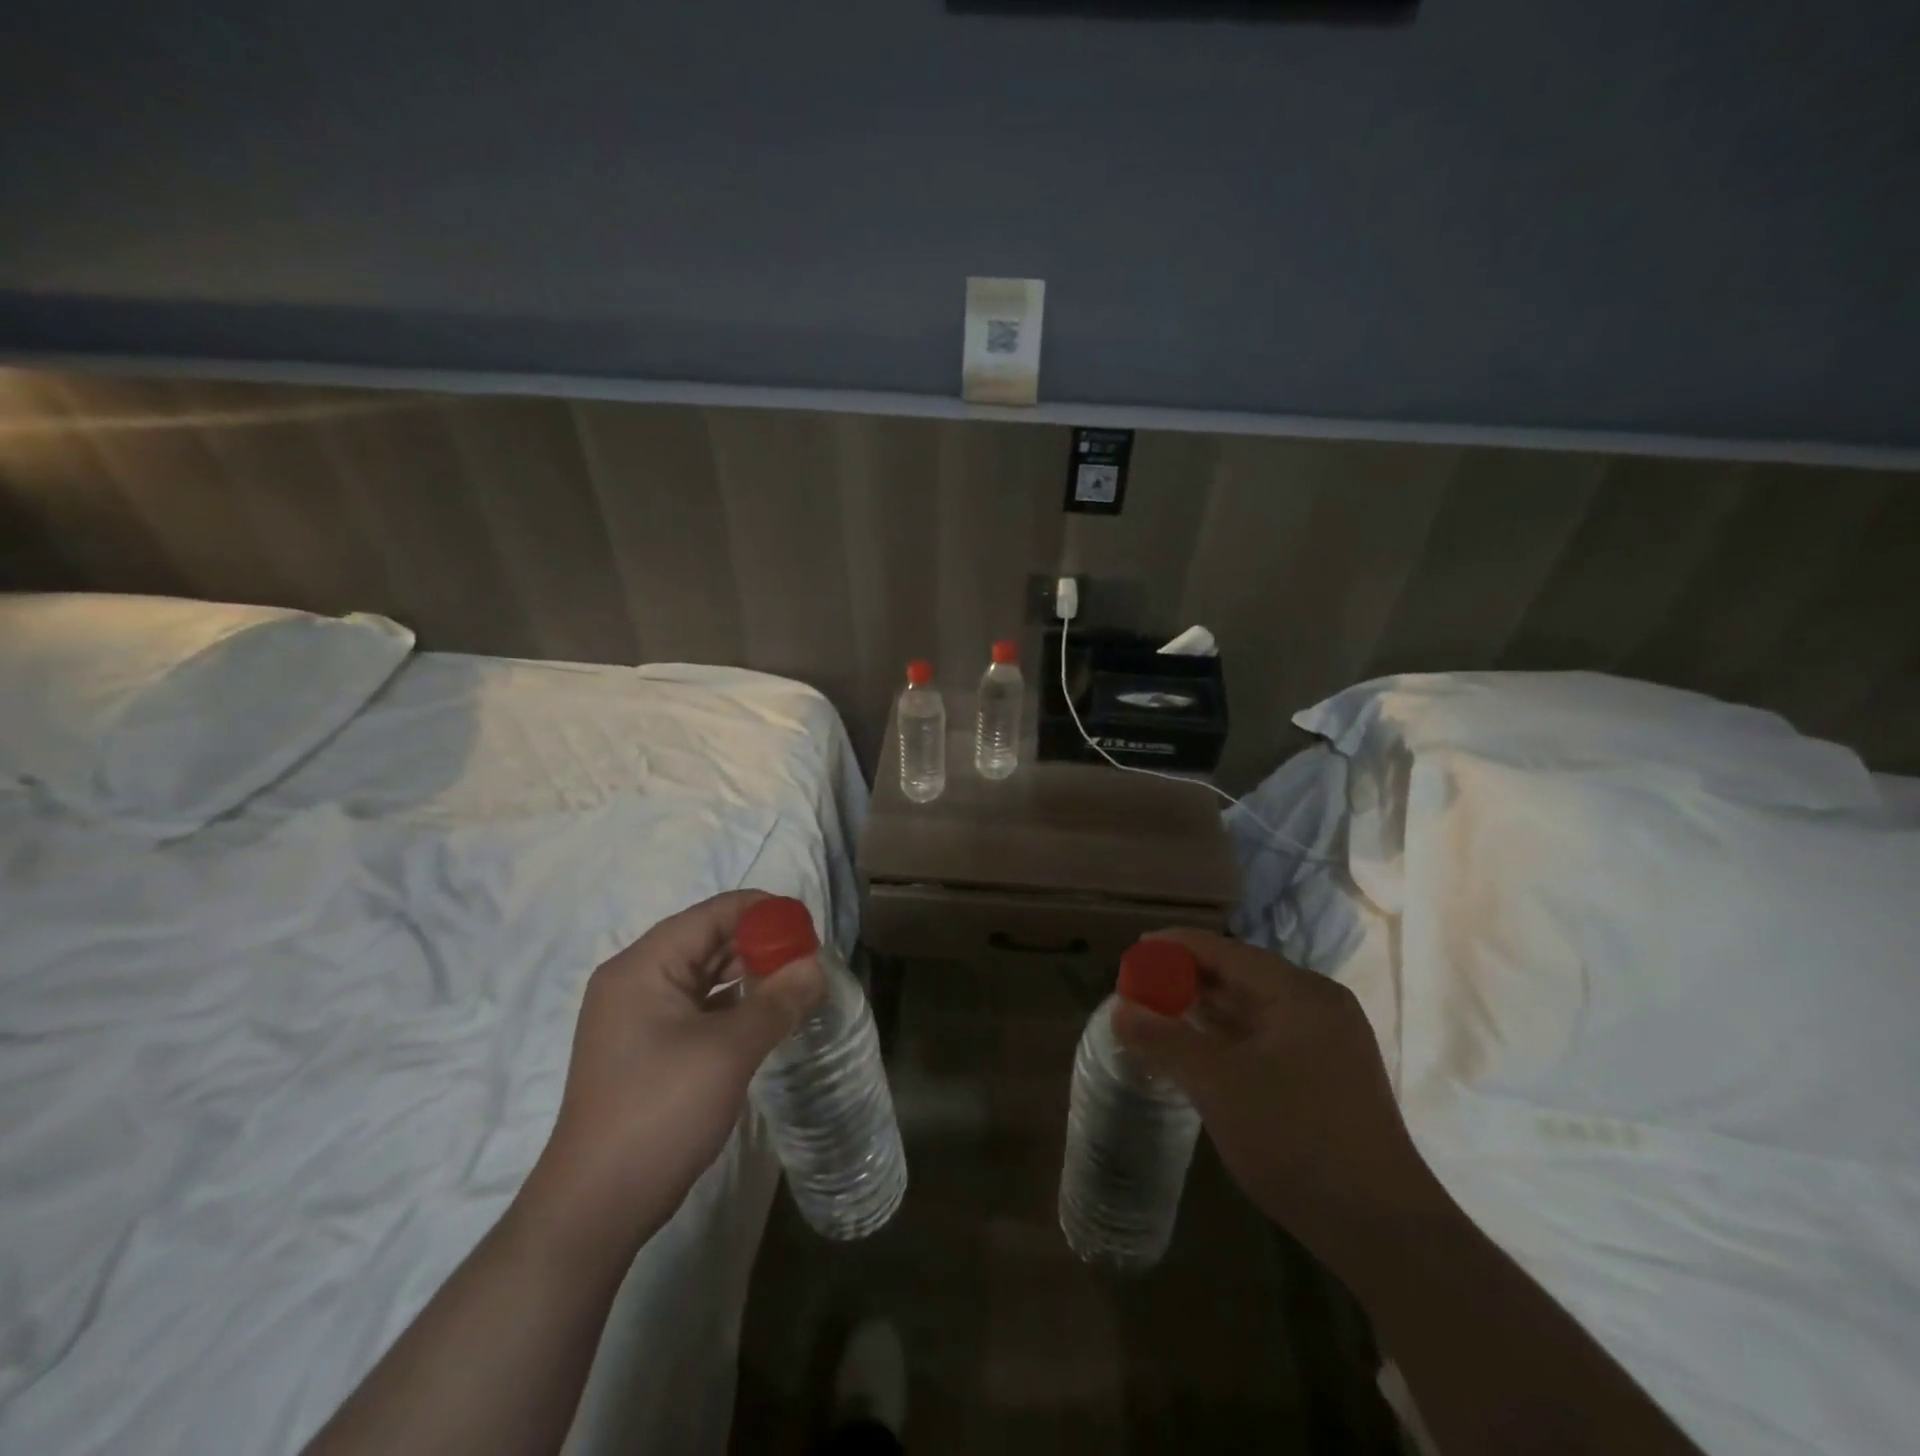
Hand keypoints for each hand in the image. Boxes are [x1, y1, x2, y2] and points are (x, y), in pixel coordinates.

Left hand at [517, 890, 824, 1256]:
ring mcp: (638, 1016)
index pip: (712, 914)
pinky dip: (734, 1004)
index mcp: (644, 966)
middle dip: (760, 944)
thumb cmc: (660, 1112)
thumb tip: (816, 966)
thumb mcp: (729, 1051)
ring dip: (750, 975)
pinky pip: (698, 1007)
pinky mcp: (647, 1047)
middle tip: (810, 958)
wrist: (596, 1207)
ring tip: (797, 982)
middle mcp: (636, 980)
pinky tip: (767, 1014)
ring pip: (704, 975)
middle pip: (708, 940)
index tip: (808, 927)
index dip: (763, 913)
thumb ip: (777, 1001)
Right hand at [1112, 929, 1435, 1257]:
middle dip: (1186, 981)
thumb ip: (1164, 1040)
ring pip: (1251, 1009)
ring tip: (1157, 1016)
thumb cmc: (1297, 1140)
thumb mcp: (1218, 1086)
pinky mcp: (1325, 1075)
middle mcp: (1316, 1005)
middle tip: (1138, 990)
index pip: (1224, 951)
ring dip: (1204, 1011)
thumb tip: (1119, 1008)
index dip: (1174, 949)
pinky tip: (1196, 1051)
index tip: (1132, 955)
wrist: (1385, 1232)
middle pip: (1238, 976)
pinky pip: (1264, 1038)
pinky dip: (1226, 1039)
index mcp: (1299, 993)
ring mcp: (1326, 1042)